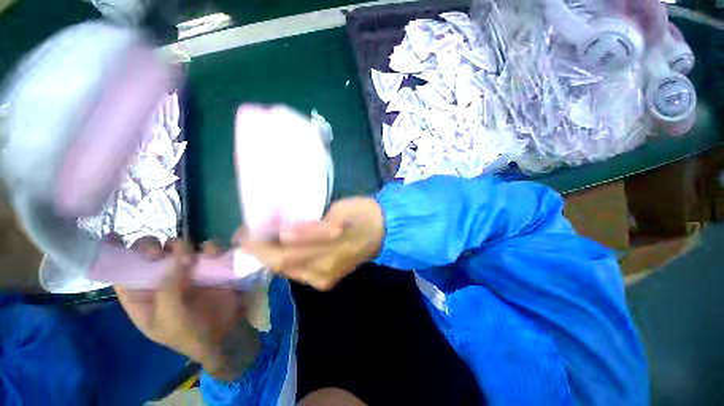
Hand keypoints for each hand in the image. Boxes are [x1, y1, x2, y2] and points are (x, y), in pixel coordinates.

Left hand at [115, 241, 259, 380]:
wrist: (227, 333)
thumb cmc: (191, 332)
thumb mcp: (171, 317)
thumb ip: (169, 287)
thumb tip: (181, 252)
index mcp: (142, 297)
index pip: (124, 272)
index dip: (117, 255)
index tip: (116, 235)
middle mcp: (162, 280)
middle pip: (150, 254)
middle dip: (152, 247)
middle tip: (162, 251)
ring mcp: (188, 271)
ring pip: (179, 248)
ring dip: (183, 245)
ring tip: (193, 255)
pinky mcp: (210, 267)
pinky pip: (208, 249)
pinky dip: (210, 248)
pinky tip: (213, 255)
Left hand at [240, 197, 383, 290]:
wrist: (381, 230)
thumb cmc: (361, 214)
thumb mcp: (341, 212)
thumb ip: (315, 226)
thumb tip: (285, 235)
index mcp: (332, 250)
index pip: (286, 253)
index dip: (261, 245)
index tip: (244, 232)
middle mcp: (325, 271)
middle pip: (283, 265)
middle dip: (259, 251)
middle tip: (246, 236)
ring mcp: (325, 278)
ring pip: (288, 271)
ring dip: (269, 257)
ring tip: (258, 241)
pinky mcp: (326, 280)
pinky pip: (297, 273)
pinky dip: (284, 262)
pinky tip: (278, 249)